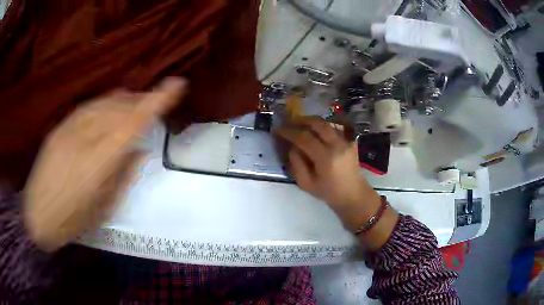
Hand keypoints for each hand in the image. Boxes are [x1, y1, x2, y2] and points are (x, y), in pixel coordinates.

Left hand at [23, 78, 187, 251]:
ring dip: (124, 100)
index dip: (155, 101)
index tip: (176, 85)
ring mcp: (69, 129)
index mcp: (98, 163)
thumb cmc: (73, 221)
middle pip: (119, 108)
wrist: (38, 214)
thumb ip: (124, 177)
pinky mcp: (60, 127)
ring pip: (104, 103)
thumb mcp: (104, 208)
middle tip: (155, 101)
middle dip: (142, 100)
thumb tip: (141, 151)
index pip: (132, 123)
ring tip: (136, 102)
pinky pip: (88, 107)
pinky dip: (105, 103)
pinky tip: (111, 107)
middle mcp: (84, 138)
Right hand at [275, 118, 381, 227]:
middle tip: (289, 121)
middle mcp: (337, 146)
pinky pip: (335, 128)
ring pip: (327, 124)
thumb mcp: (306, 184)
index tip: (278, 129)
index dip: (289, 132)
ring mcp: (346, 142)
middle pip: (318, 124)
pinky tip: (316, 130)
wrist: (353, 194)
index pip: (304, 138)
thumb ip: (296, 164)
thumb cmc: (328, 192)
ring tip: (301, 124)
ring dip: (312, 121)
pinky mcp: (351, 142)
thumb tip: (292, 147)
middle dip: (301, 120)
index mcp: (325, 158)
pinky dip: (324, 127)